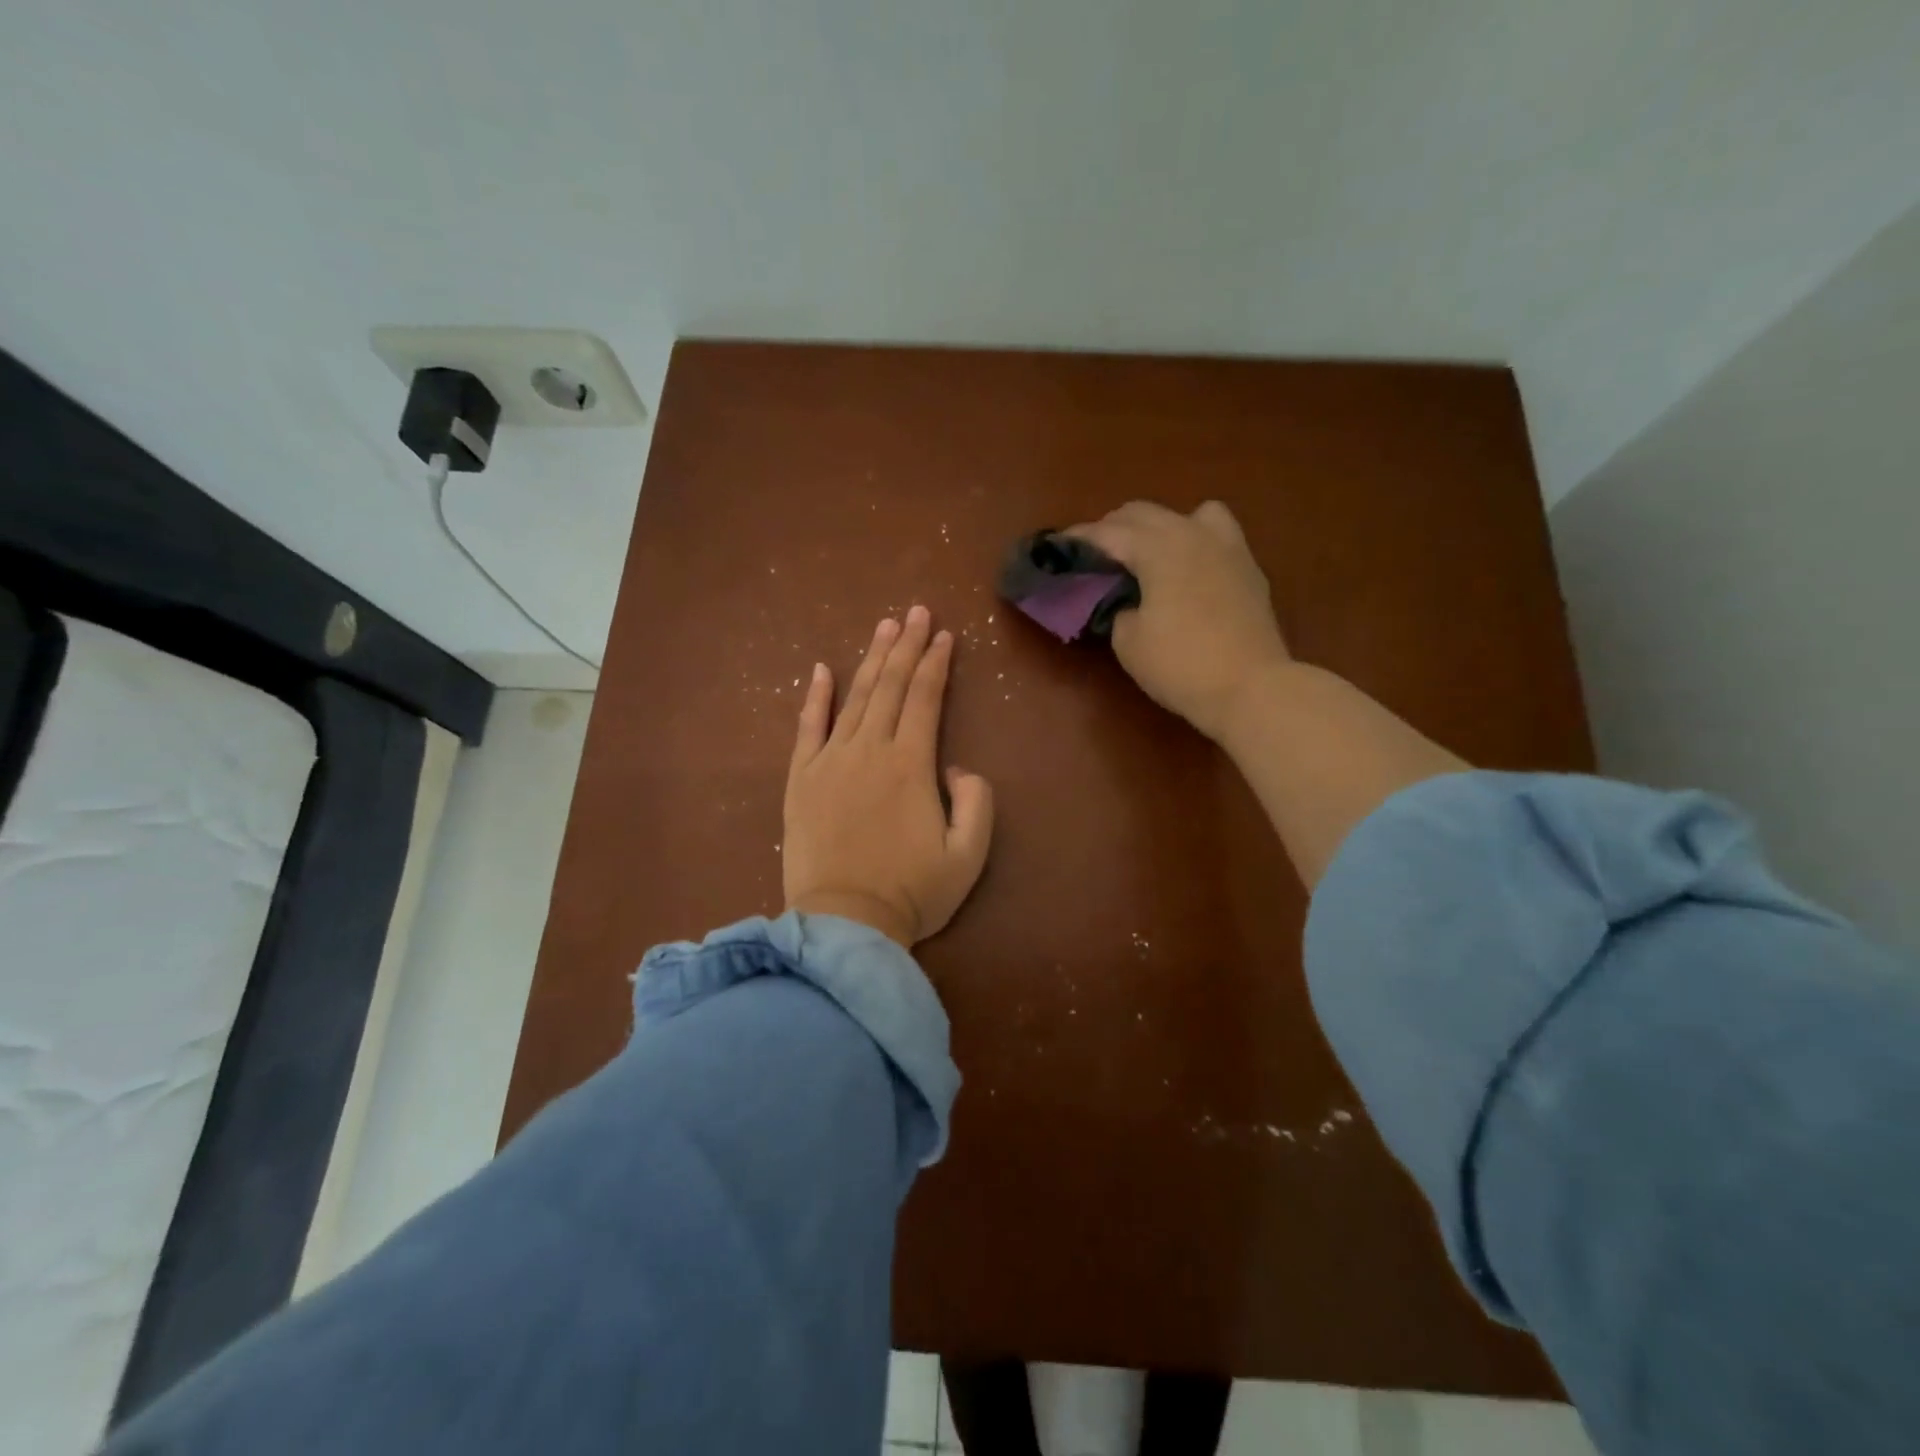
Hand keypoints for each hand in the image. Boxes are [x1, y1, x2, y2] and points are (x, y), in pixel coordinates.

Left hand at [783, 606, 994, 946]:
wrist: (843, 923)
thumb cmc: (911, 893)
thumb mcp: (969, 856)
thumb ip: (976, 802)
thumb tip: (957, 767)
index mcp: (911, 764)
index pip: (926, 698)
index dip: (936, 663)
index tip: (944, 636)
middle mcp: (870, 750)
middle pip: (891, 686)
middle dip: (907, 646)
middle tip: (916, 613)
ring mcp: (830, 761)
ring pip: (855, 698)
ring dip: (872, 660)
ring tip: (885, 628)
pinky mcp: (800, 779)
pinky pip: (808, 727)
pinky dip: (814, 697)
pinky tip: (821, 669)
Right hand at [1065, 501, 1289, 741]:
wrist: (1251, 688)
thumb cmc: (1180, 665)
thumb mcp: (1128, 641)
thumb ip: (1118, 608)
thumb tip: (1126, 600)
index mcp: (1159, 547)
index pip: (1108, 532)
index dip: (1079, 539)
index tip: (1057, 546)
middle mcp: (1193, 533)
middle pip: (1144, 512)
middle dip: (1114, 528)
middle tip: (1095, 555)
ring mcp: (1227, 546)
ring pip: (1188, 513)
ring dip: (1159, 526)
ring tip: (1147, 554)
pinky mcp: (1248, 567)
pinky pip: (1215, 535)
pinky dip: (1192, 542)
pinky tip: (1185, 571)